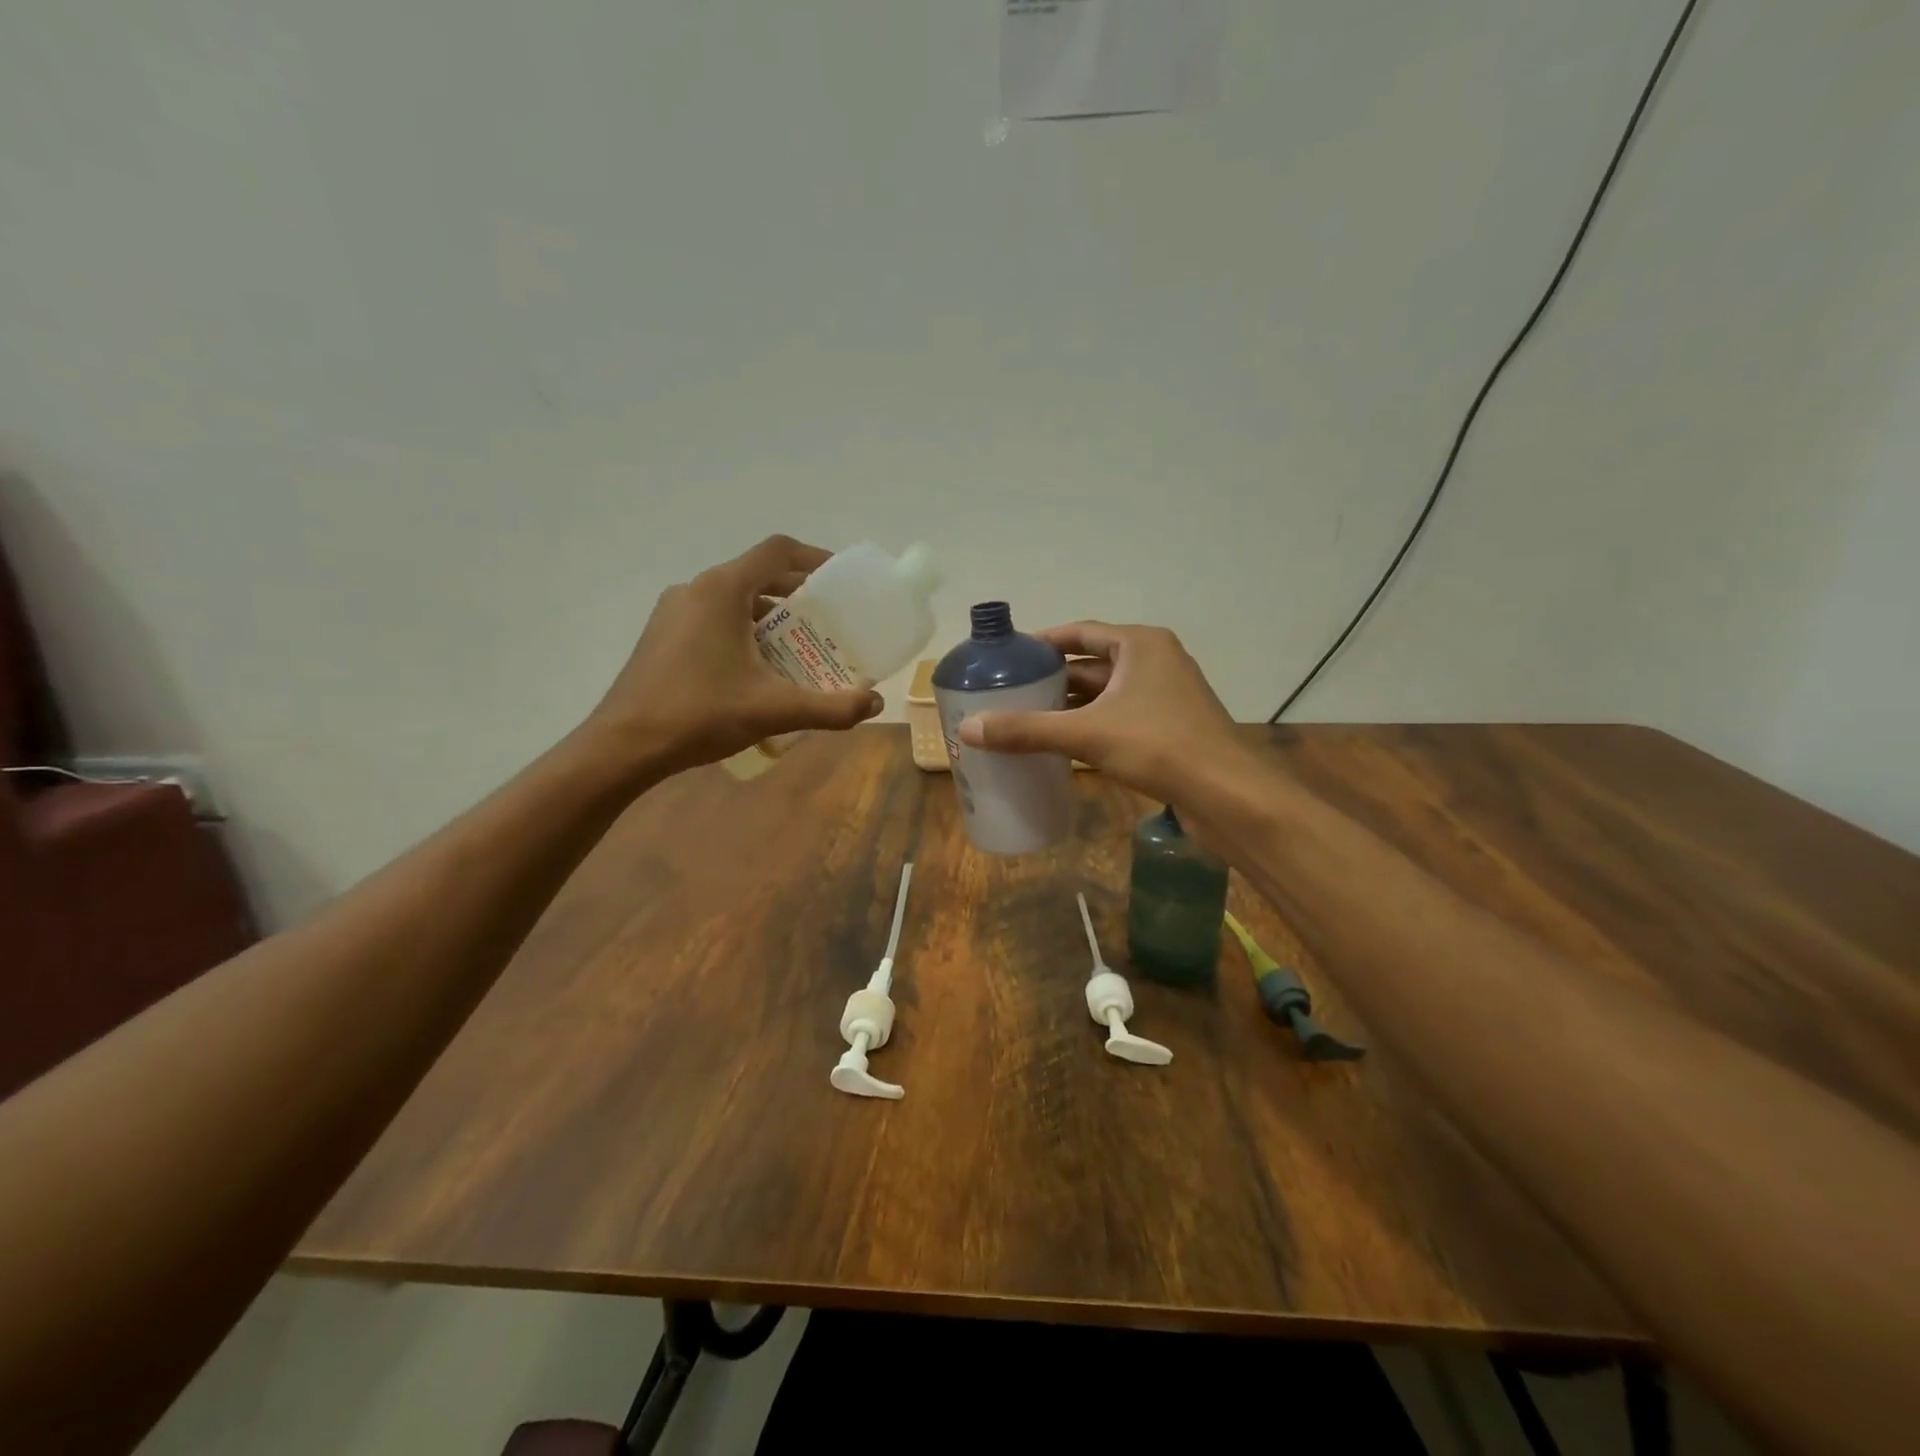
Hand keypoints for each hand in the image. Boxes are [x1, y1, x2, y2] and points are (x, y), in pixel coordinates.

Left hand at [583, 535, 882, 776]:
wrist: (622, 747)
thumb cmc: (699, 715)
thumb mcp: (774, 711)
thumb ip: (831, 707)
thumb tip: (876, 705)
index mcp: (722, 591)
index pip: (777, 552)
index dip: (815, 559)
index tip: (842, 582)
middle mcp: (696, 589)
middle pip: (757, 575)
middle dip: (798, 596)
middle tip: (830, 623)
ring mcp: (674, 612)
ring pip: (734, 599)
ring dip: (771, 616)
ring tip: (800, 649)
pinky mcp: (663, 635)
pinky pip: (714, 618)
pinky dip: (744, 630)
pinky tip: (758, 668)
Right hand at [956, 622, 1254, 805]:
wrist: (1228, 794)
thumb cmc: (1159, 746)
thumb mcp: (1087, 734)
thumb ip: (1027, 730)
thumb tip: (968, 728)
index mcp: (1140, 645)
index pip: (1080, 632)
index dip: (1042, 642)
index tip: (1009, 657)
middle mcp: (1155, 661)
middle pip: (1091, 664)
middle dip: (1052, 679)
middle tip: (1009, 693)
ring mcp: (1166, 696)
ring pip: (1106, 694)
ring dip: (1070, 706)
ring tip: (1026, 719)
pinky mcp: (1170, 727)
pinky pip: (1120, 717)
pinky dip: (1091, 726)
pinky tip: (1062, 745)